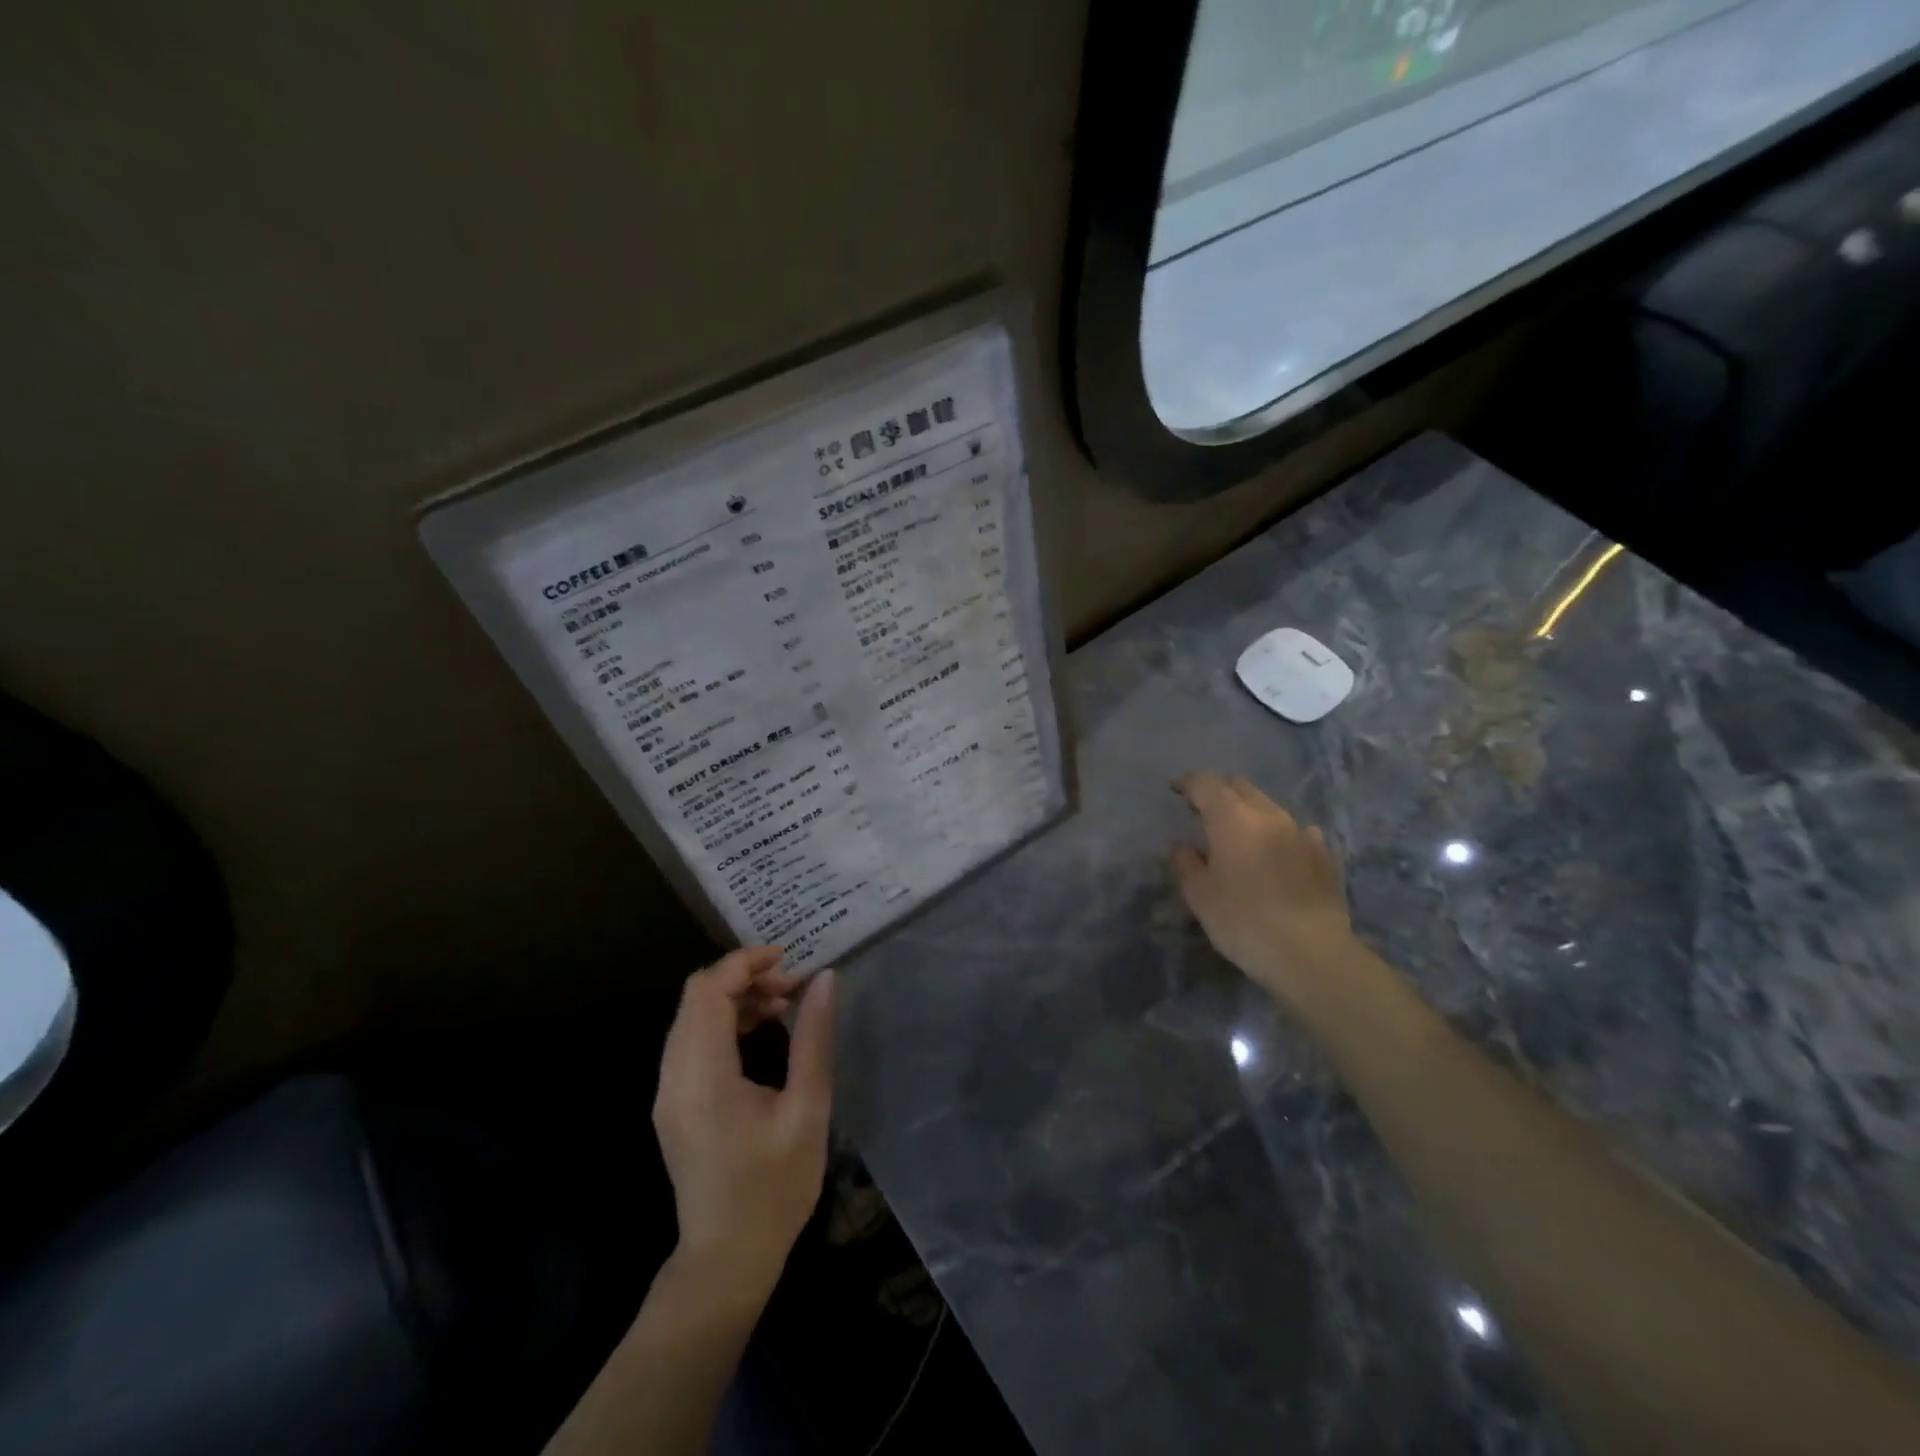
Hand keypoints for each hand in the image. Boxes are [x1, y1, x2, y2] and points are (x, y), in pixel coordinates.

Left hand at [652, 948, 834, 1300]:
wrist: (728, 1259)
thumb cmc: (775, 1187)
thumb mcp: (807, 1110)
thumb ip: (814, 1038)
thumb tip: (824, 979)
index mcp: (703, 1077)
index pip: (708, 991)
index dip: (745, 962)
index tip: (789, 958)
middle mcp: (673, 1077)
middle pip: (696, 996)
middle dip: (744, 977)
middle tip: (792, 987)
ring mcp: (667, 1091)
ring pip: (692, 1015)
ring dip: (734, 998)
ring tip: (782, 1005)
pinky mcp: (672, 1102)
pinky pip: (691, 1039)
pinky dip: (724, 1021)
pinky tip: (759, 1031)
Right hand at [1170, 772, 1360, 1007]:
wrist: (1310, 953)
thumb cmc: (1242, 921)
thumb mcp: (1199, 895)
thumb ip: (1185, 863)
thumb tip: (1181, 846)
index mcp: (1232, 818)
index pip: (1206, 783)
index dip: (1188, 783)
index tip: (1176, 791)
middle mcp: (1269, 815)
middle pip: (1240, 787)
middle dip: (1219, 792)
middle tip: (1204, 810)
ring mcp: (1302, 832)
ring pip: (1270, 806)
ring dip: (1250, 812)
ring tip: (1240, 834)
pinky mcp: (1325, 854)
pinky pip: (1298, 831)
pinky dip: (1280, 835)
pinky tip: (1278, 853)